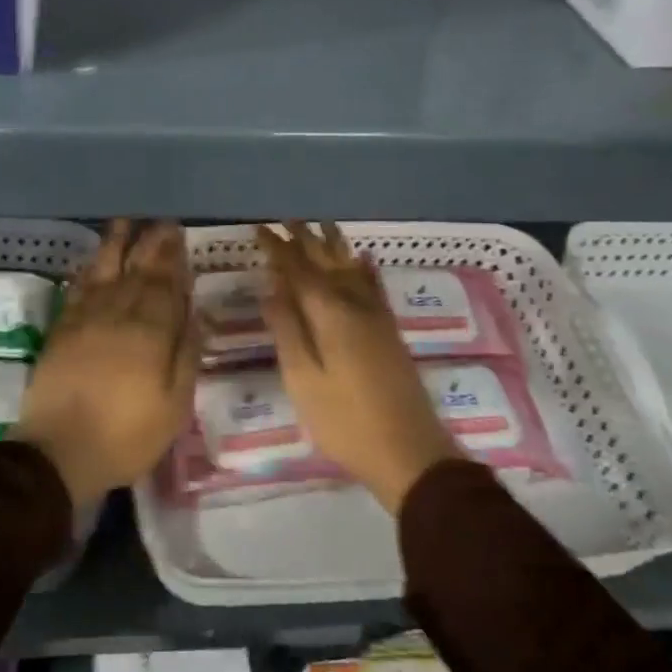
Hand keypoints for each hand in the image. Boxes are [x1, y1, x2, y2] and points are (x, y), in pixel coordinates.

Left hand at [11, 220, 196, 509]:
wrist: (58, 452)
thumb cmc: (126, 436)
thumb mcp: (174, 406)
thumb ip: (187, 355)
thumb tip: (197, 313)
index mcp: (151, 333)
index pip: (166, 286)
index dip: (174, 259)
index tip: (179, 235)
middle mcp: (119, 314)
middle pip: (139, 271)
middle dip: (152, 244)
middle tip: (162, 223)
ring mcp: (87, 318)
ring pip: (106, 270)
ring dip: (117, 244)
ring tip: (126, 222)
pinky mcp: (62, 328)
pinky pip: (79, 288)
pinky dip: (89, 269)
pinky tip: (95, 259)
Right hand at [258, 222, 460, 513]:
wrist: (411, 452)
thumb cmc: (346, 421)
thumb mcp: (303, 380)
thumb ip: (287, 330)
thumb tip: (271, 288)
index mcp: (329, 313)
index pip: (297, 269)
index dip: (277, 248)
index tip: (260, 228)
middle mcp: (355, 304)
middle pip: (326, 261)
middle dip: (304, 239)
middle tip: (285, 219)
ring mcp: (377, 316)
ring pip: (351, 267)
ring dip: (333, 245)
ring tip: (320, 225)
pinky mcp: (390, 331)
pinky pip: (374, 285)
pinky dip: (364, 267)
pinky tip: (362, 258)